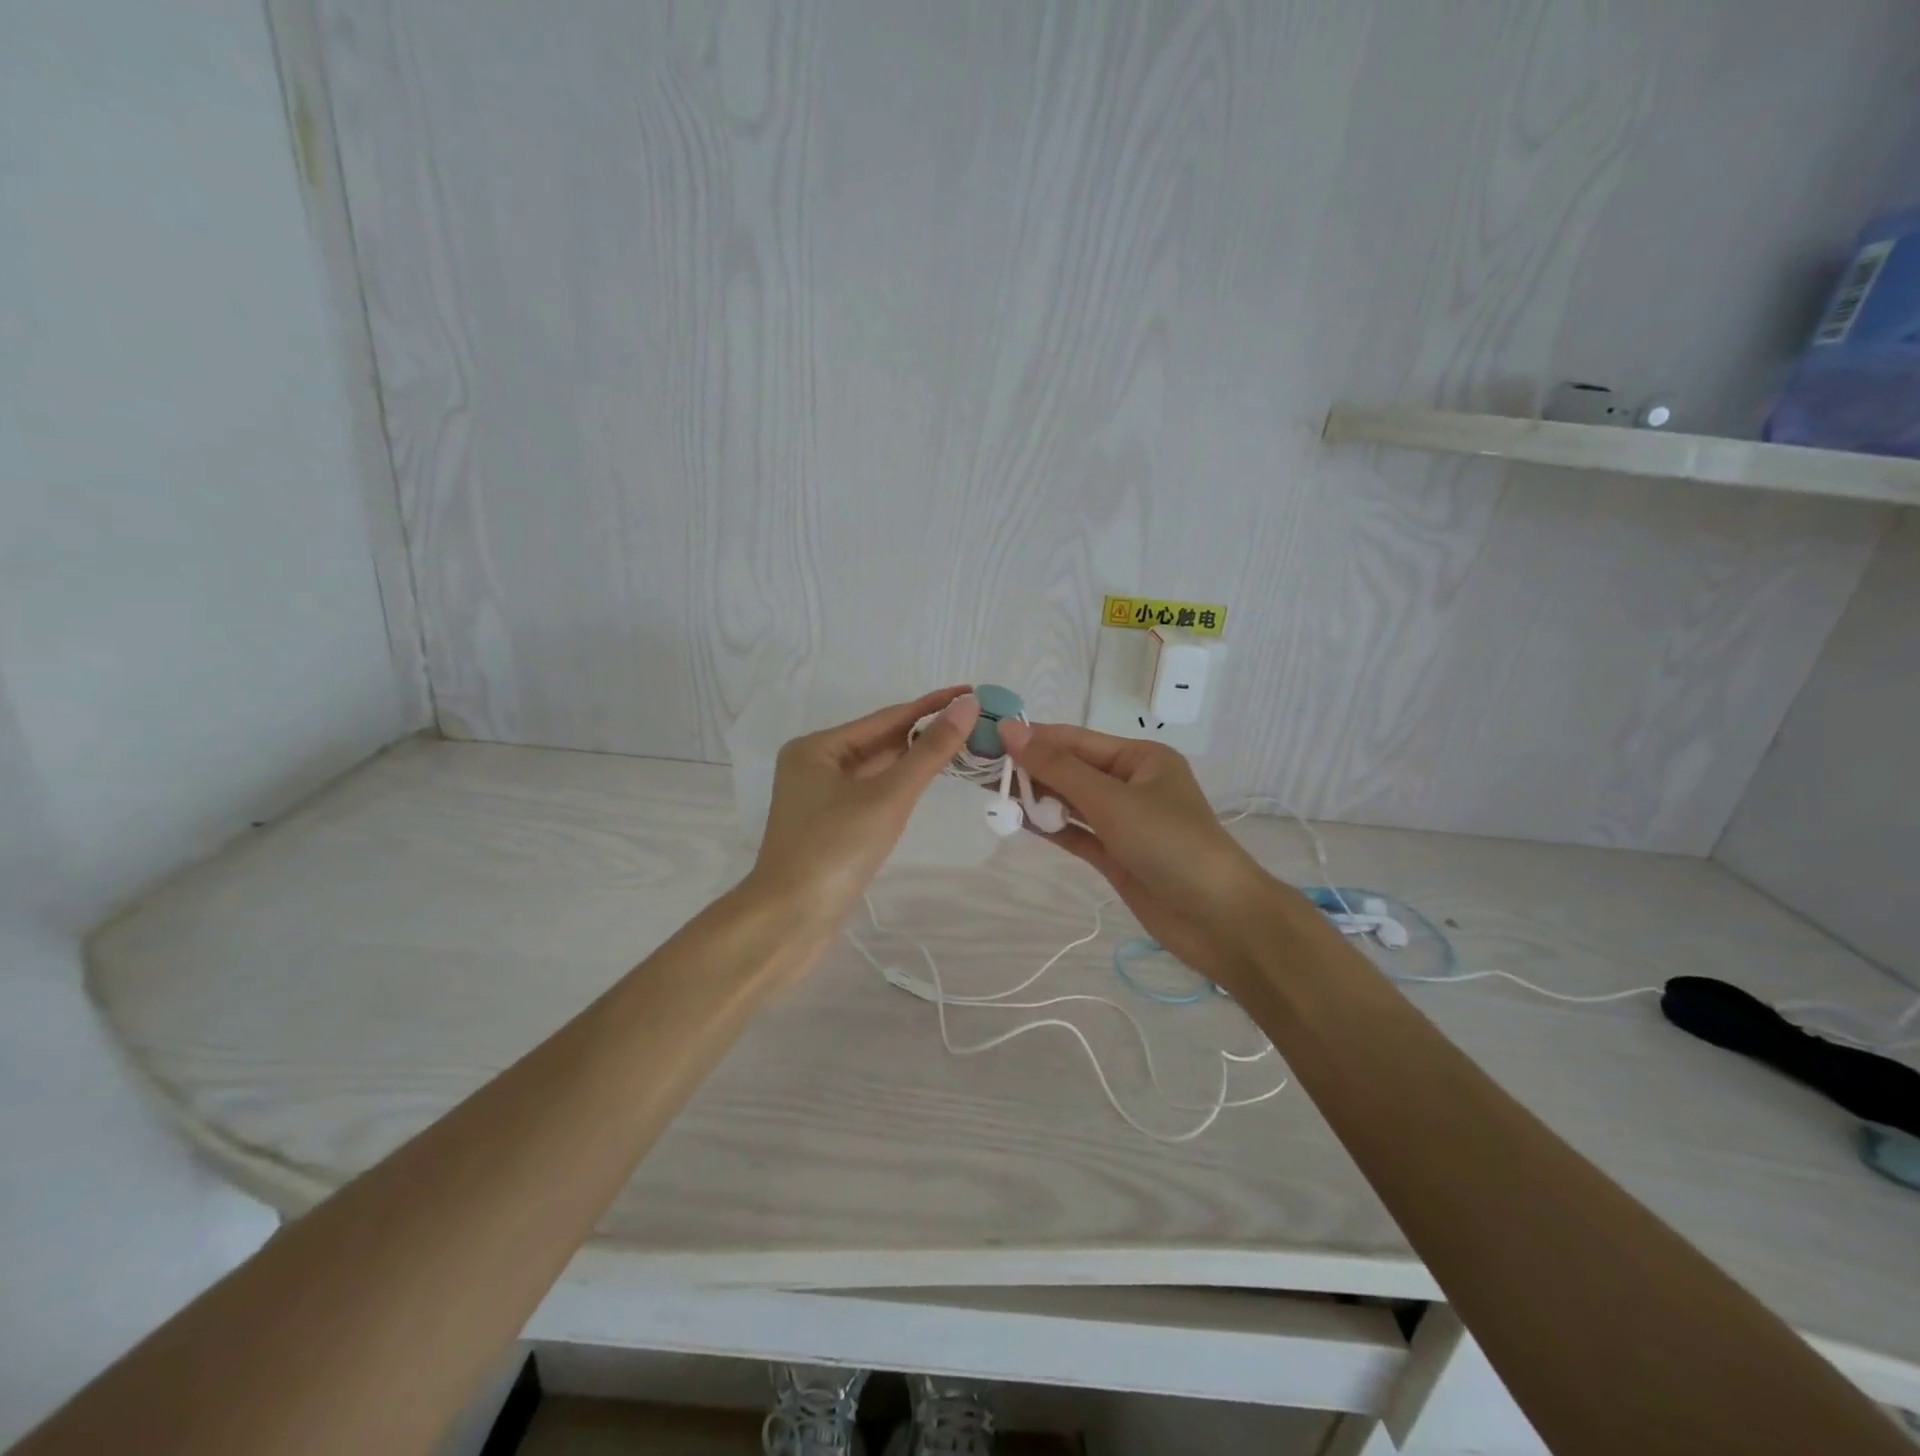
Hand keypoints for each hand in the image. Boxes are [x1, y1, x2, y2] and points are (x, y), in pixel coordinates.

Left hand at [749, 687, 981, 929]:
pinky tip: (928, 779)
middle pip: (881, 741)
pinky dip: (901, 785)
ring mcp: (821, 798)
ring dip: (916, 759)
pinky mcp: (832, 826)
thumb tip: (966, 706)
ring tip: (963, 743)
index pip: (886, 718)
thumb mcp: (888, 796)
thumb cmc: (836, 849)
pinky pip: (873, 793)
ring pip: (878, 769)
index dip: (931, 705)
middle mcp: (815, 765)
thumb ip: (929, 752)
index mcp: (817, 748)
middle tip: (975, 720)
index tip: (970, 692)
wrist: (790, 921)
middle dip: (925, 732)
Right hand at [997, 721, 1272, 982]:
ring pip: (1070, 802)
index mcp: (1140, 759)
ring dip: (1035, 799)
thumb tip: (1011, 730)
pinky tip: (1015, 819)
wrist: (1219, 919)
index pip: (1076, 740)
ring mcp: (1123, 822)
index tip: (988, 736)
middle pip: (1071, 770)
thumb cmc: (1170, 844)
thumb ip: (1058, 768)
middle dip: (1030, 769)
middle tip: (981, 769)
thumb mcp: (1112, 800)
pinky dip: (1049, 827)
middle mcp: (1131, 784)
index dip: (1032, 738)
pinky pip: (1075, 832)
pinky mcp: (1116, 856)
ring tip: (990, 793)